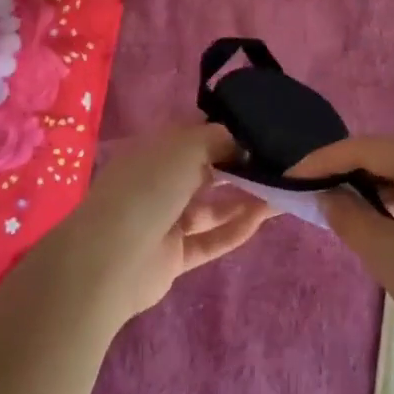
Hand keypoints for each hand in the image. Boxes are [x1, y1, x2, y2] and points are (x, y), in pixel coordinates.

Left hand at [35, 123, 273, 328]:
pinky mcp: (175, 256)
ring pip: (213, 207)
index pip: (197, 136)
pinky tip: (265, 218)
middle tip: (281, 163)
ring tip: (283, 190)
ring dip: (245, 198)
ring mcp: (167, 221)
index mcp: (156, 151)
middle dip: (241, 166)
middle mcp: (161, 182)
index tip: (264, 133)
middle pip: (207, 170)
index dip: (229, 133)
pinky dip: (236, 229)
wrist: (109, 260)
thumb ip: (218, 139)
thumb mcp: (186, 148)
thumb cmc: (147, 188)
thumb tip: (242, 141)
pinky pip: (211, 239)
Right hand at [291, 136, 393, 376]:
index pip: (363, 148)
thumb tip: (326, 195)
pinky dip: (392, 207)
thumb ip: (347, 216)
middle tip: (307, 198)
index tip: (287, 179)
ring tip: (335, 213)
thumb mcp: (386, 253)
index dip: (321, 163)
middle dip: (345, 177)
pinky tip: (375, 226)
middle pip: (383, 159)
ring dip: (368, 194)